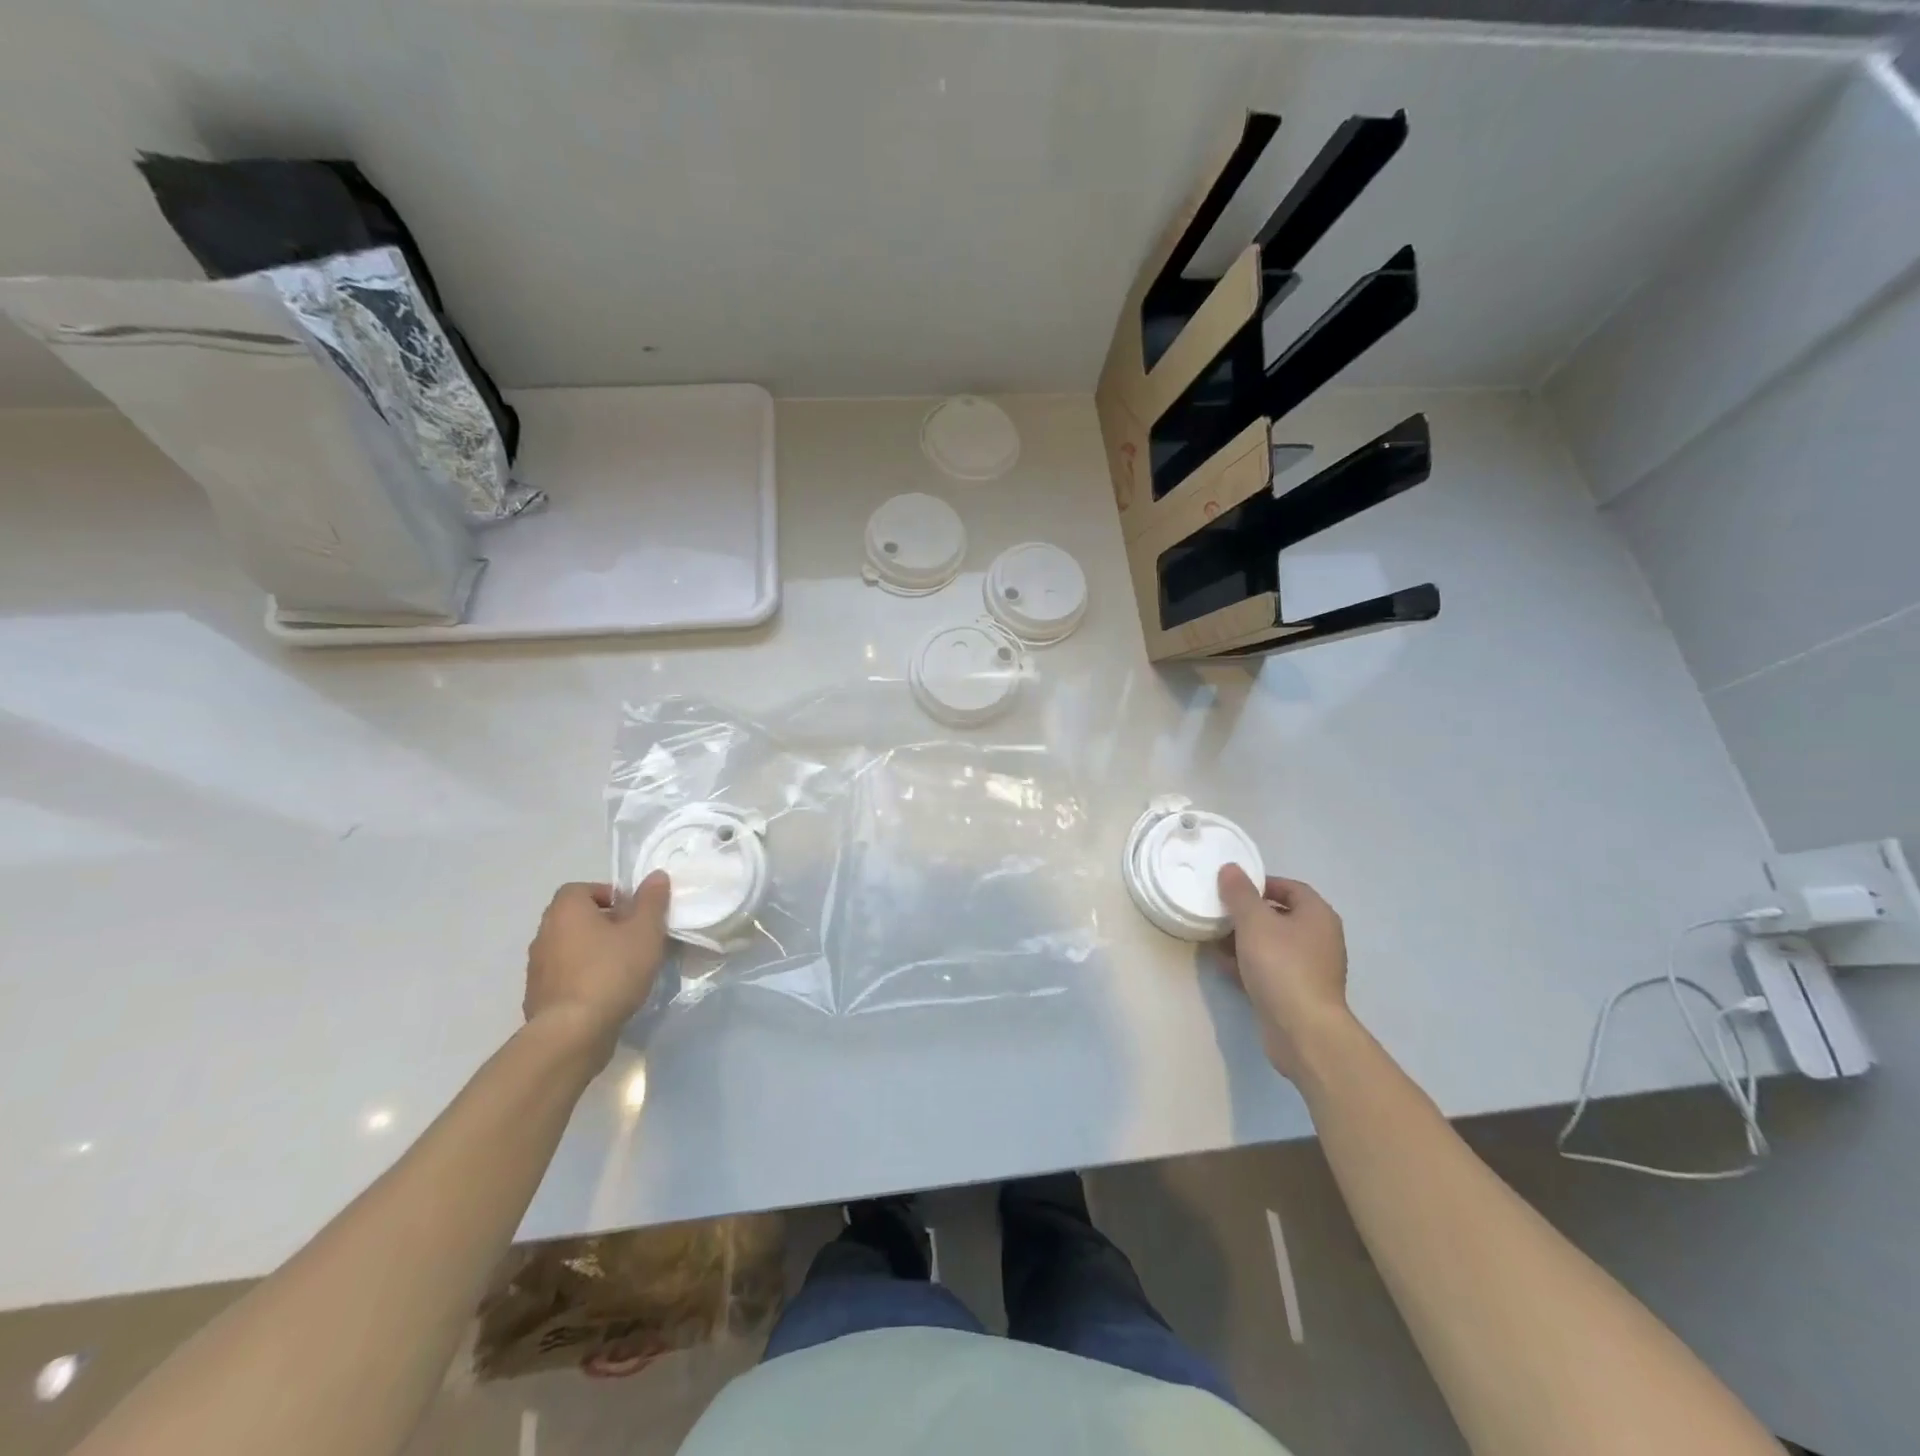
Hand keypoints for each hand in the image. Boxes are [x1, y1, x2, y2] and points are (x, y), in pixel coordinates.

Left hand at [523, 873, 670, 1059]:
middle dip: (603, 923)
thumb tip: (656, 876)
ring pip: (569, 948)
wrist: (572, 1033)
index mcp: (566, 911)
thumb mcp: (645, 931)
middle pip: (575, 918)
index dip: (607, 895)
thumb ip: (651, 901)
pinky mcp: (537, 997)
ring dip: (592, 951)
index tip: (631, 913)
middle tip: (632, 938)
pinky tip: (605, 993)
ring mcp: (537, 968)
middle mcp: (544, 933)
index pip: (580, 889)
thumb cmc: (611, 971)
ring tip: (622, 968)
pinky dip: (582, 977)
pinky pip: (564, 976)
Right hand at [1218, 866, 1351, 1079]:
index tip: (1231, 887)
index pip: (1290, 887)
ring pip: (1272, 943)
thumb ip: (1240, 893)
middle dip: (1247, 913)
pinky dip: (1248, 963)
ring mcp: (1310, 968)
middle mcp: (1319, 938)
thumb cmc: (1281, 965)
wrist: (1302, 1030)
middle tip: (1219, 912)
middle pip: (1280, 915)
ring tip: (1213, 937)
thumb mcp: (1254, 921)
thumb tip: (1230, 868)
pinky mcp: (1297, 992)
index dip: (1261, 883)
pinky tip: (1223, 964)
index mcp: (1317, 915)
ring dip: (1244, 939)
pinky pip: (1269, 968)